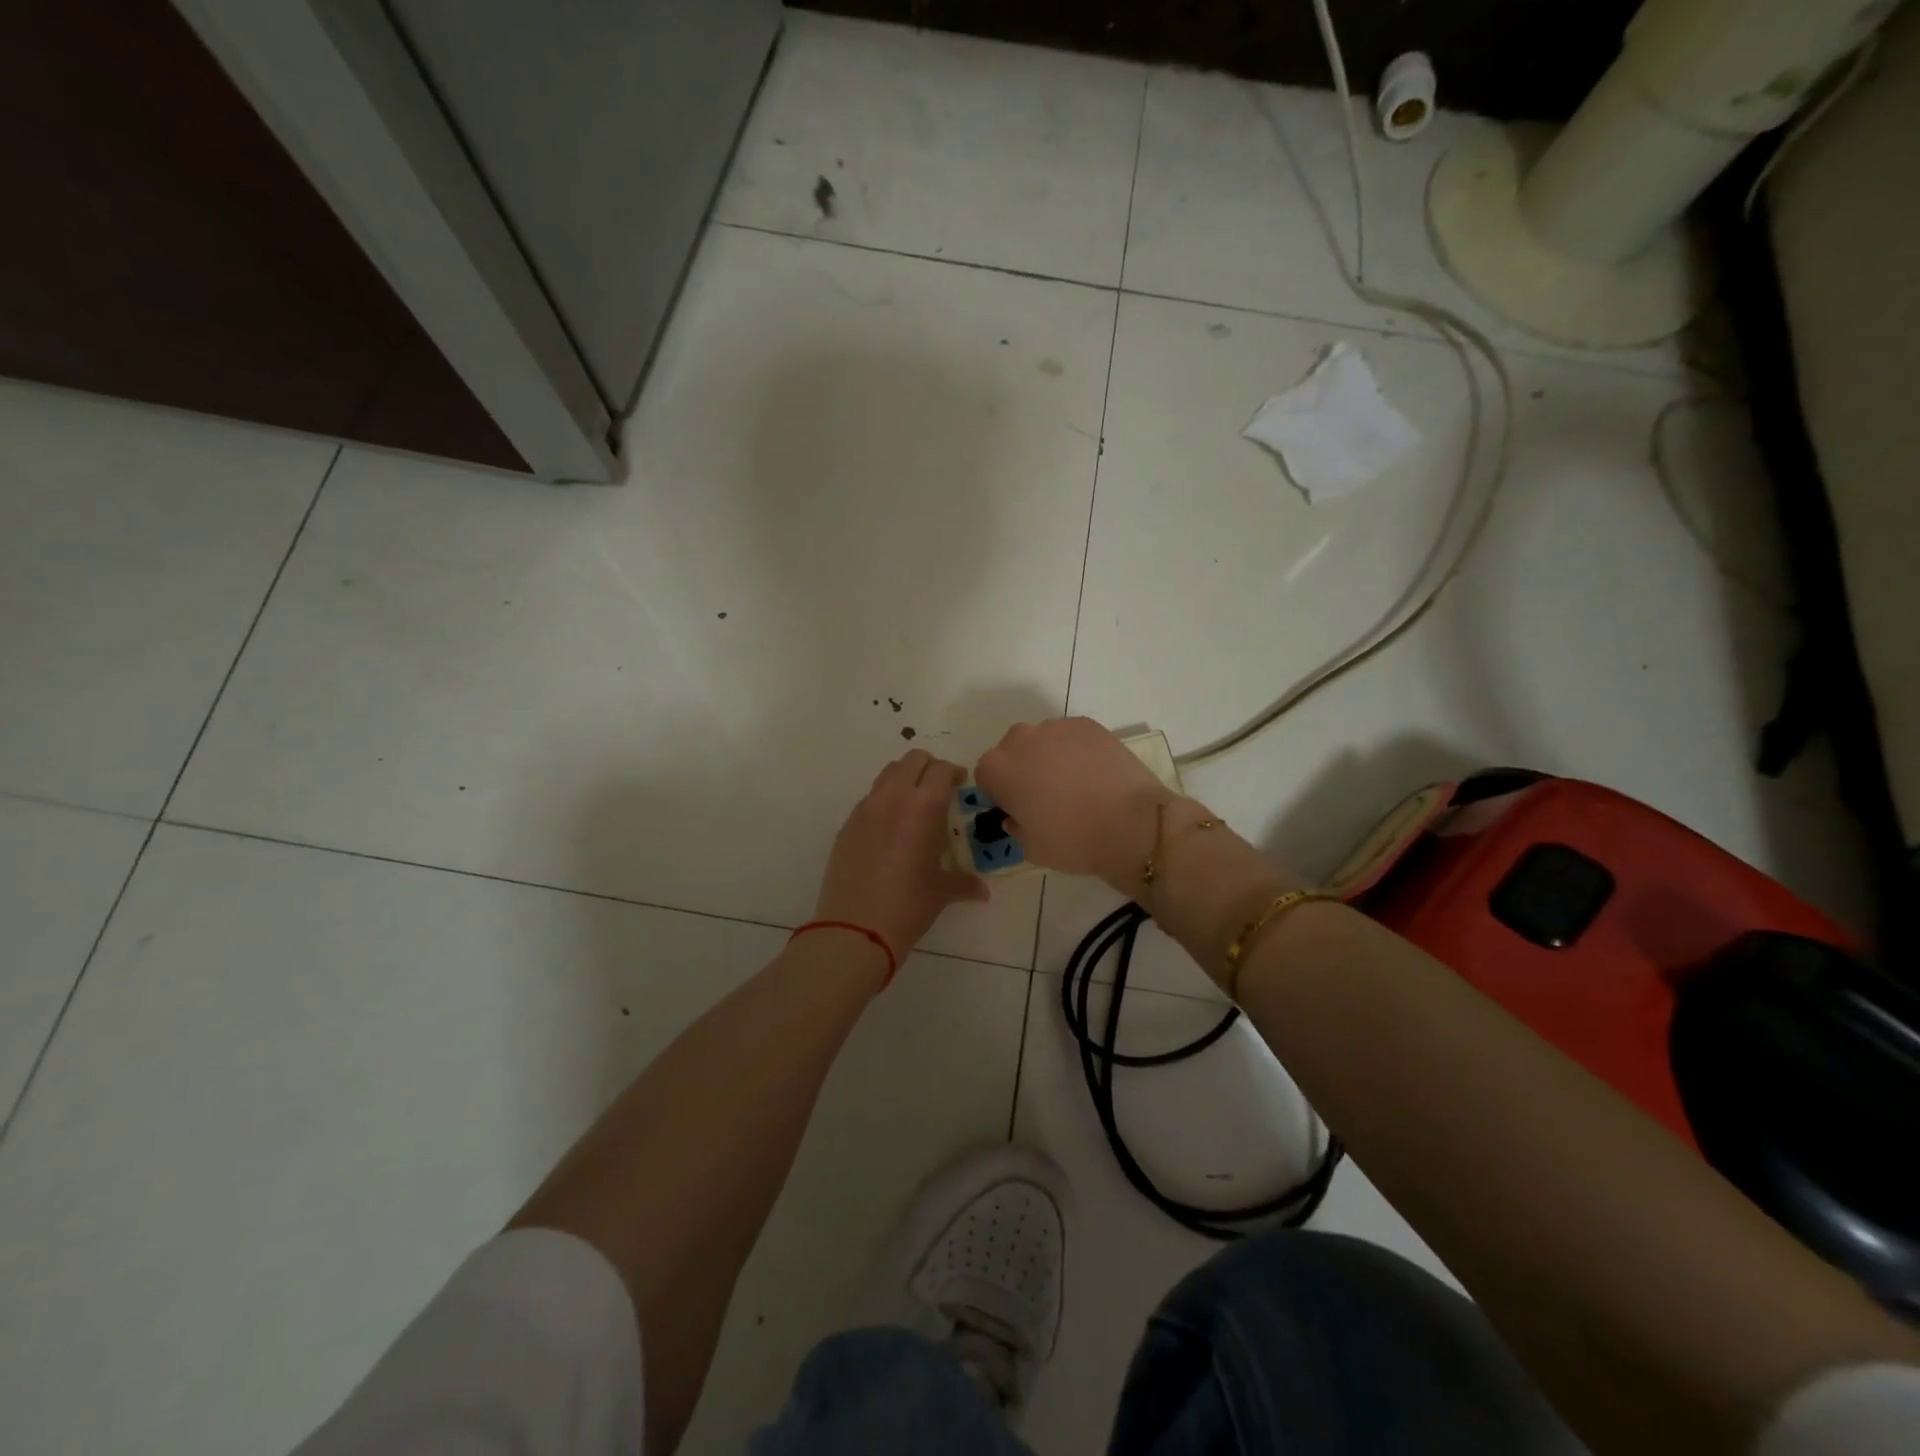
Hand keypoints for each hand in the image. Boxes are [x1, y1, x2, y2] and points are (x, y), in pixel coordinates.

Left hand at [814, 750, 989, 957]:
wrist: (854, 929)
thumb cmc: (908, 906)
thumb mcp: (941, 892)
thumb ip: (964, 883)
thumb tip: (982, 891)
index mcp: (923, 807)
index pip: (941, 770)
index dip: (954, 773)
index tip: (960, 784)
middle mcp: (893, 798)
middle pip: (912, 760)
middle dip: (929, 768)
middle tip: (939, 789)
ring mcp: (865, 810)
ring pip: (887, 774)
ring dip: (904, 779)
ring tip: (914, 805)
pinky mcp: (847, 826)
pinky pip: (869, 799)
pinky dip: (884, 801)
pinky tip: (890, 830)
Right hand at [975, 718, 1167, 885]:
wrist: (1131, 824)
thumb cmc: (1072, 840)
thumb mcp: (1030, 848)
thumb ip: (1015, 826)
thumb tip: (1017, 815)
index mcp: (998, 768)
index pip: (986, 776)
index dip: (1001, 793)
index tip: (1019, 809)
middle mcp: (1020, 739)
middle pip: (1013, 752)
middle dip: (1023, 769)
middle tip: (1047, 796)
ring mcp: (1056, 727)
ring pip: (1043, 741)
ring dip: (1050, 757)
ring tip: (1076, 784)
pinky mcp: (1088, 724)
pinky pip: (1072, 736)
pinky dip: (1077, 750)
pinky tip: (1095, 774)